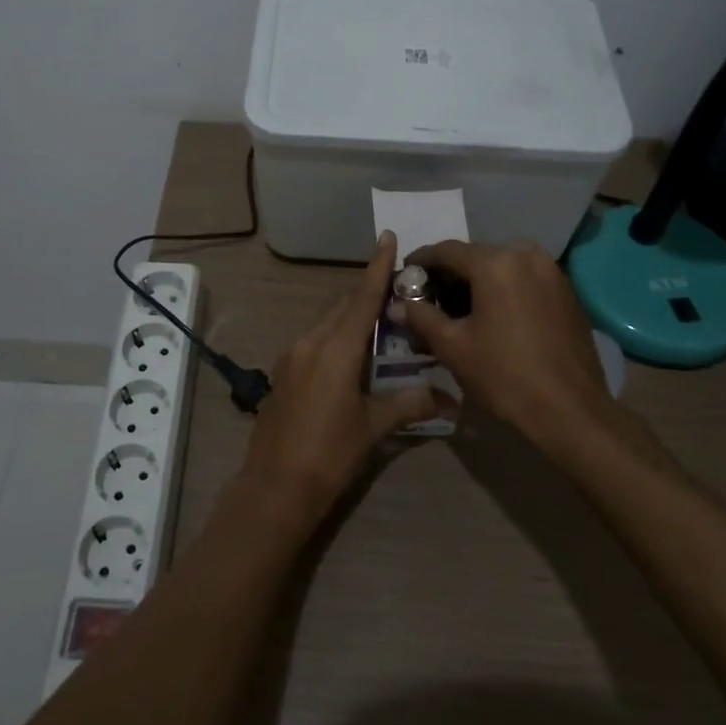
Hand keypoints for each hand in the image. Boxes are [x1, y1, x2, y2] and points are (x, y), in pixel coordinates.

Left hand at [239, 232, 453, 521]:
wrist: (275, 487)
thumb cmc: (329, 454)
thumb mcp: (373, 427)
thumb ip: (410, 404)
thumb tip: (449, 397)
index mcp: (335, 349)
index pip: (361, 298)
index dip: (377, 268)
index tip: (386, 237)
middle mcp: (310, 342)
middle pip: (343, 307)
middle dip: (367, 292)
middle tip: (397, 286)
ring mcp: (291, 356)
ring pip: (326, 323)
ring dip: (351, 316)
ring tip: (379, 319)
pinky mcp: (283, 372)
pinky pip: (314, 341)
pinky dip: (335, 336)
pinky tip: (350, 353)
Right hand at [401, 240, 638, 457]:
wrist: (571, 412)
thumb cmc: (504, 376)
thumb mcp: (452, 347)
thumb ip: (422, 317)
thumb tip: (399, 304)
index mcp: (495, 263)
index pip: (447, 250)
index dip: (421, 260)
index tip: (405, 273)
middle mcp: (526, 256)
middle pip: (476, 256)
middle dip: (450, 274)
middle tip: (429, 296)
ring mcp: (552, 272)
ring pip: (502, 266)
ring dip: (477, 281)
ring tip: (460, 309)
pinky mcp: (567, 292)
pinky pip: (524, 279)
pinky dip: (503, 289)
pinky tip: (493, 315)